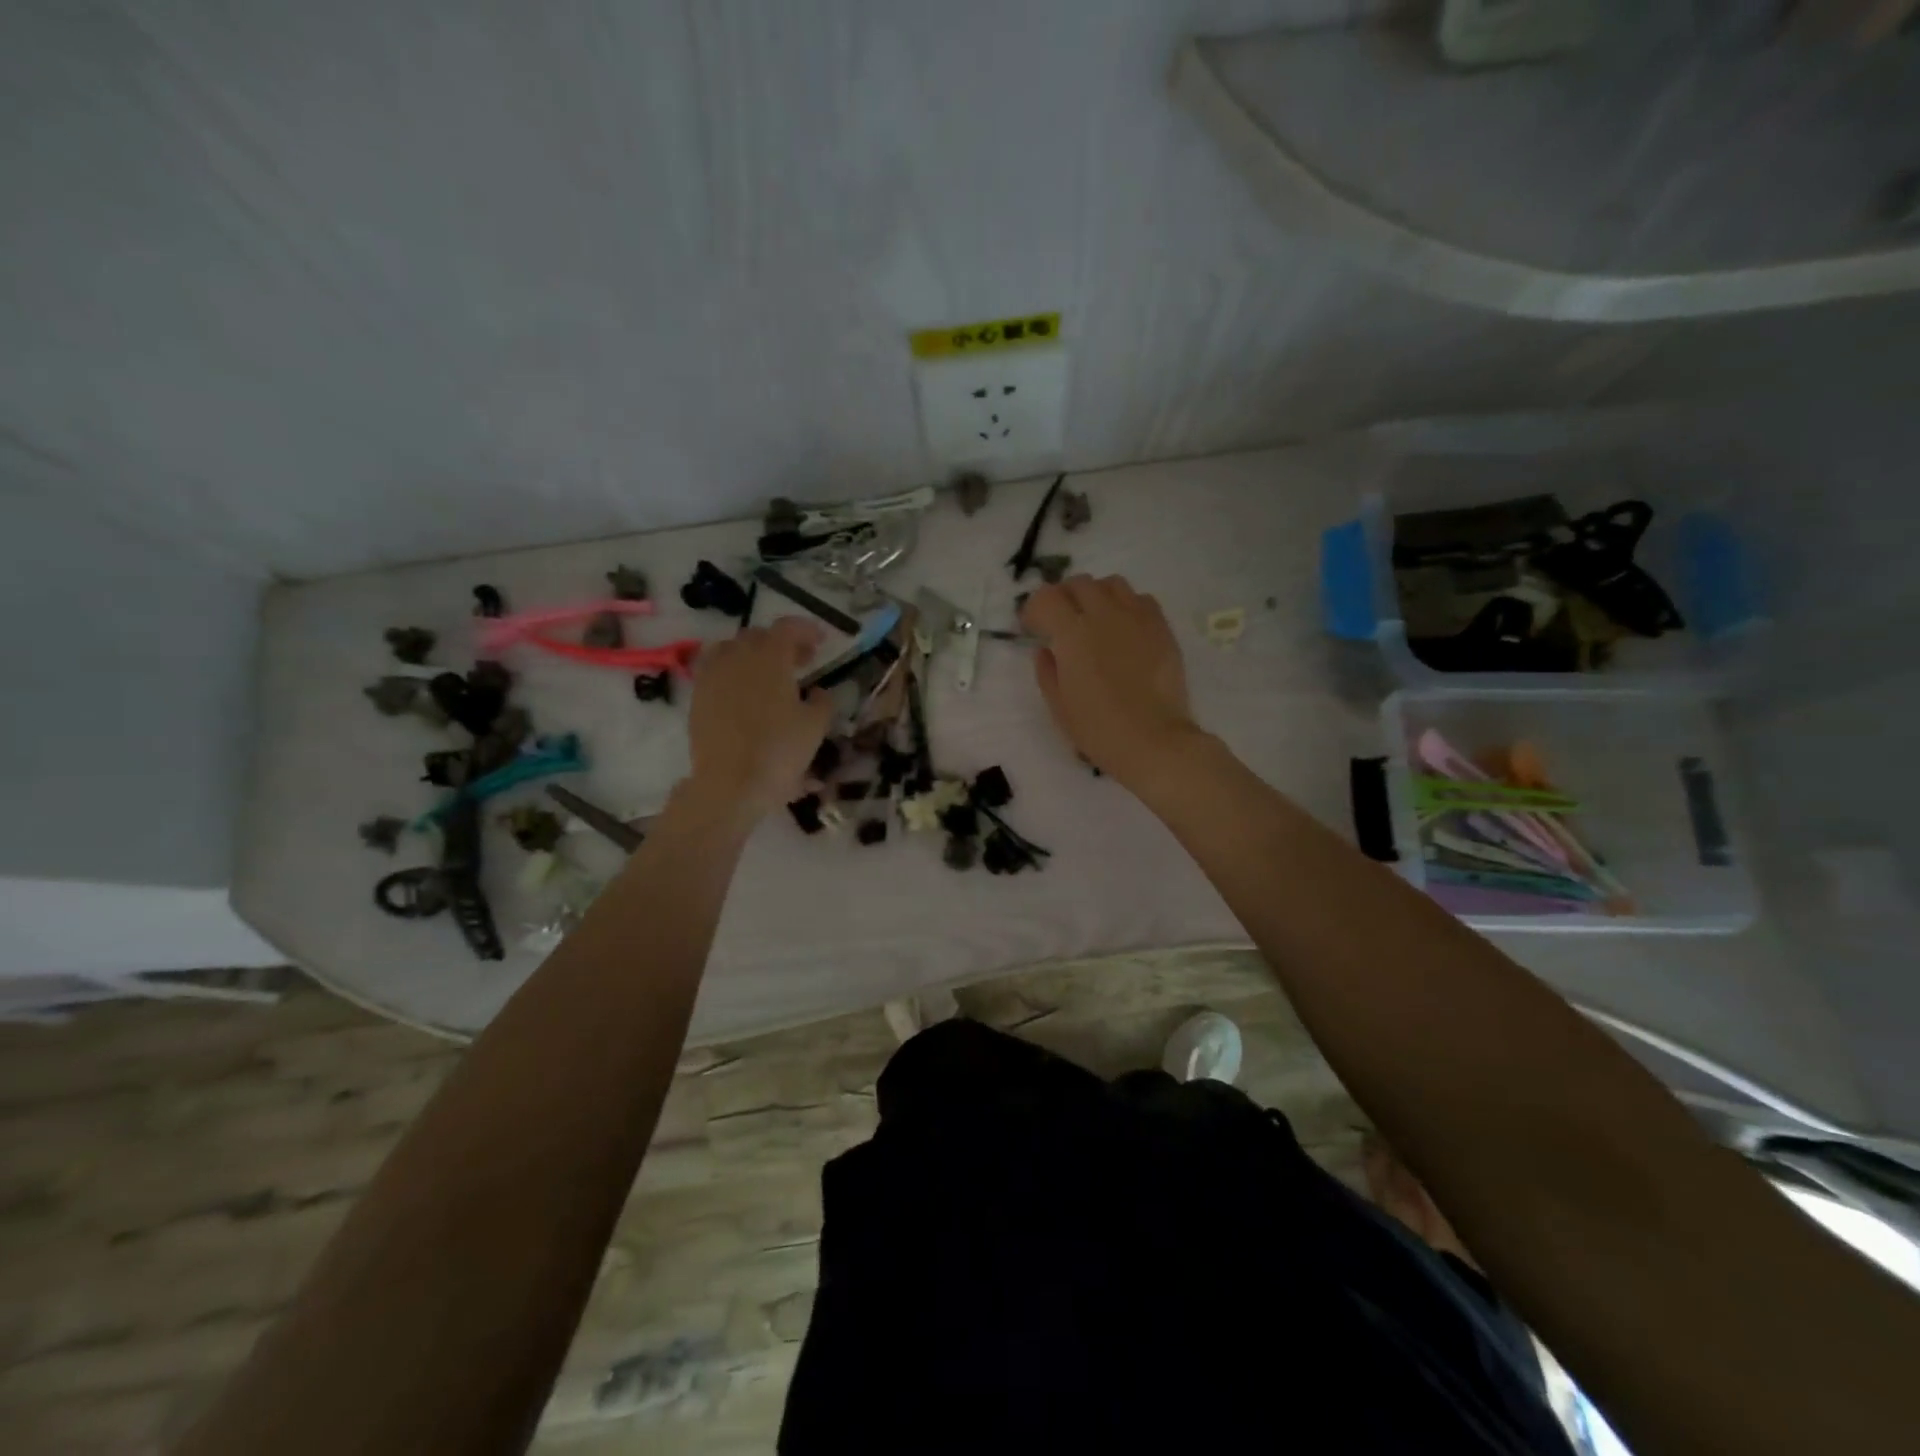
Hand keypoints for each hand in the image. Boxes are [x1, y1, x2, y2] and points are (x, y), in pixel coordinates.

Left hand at [684, 617, 833, 821]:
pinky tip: (744, 692)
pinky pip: (715, 670)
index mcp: (770, 657)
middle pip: (758, 635)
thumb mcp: (815, 726)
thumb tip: (816, 691)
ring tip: (768, 674)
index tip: (821, 641)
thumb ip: (822, 701)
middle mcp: (737, 657)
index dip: (806, 630)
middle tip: (800, 661)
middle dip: (781, 642)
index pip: (788, 628)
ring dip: (753, 654)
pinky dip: (732, 672)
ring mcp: (712, 676)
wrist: (731, 784)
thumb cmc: (780, 751)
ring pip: (732, 650)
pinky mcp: (697, 697)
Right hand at [1021, 574, 1201, 789]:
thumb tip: (1046, 650)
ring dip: (1096, 595)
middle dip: (1063, 597)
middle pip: (1078, 583)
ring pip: (1111, 584)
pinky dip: (1126, 605)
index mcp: (1072, 634)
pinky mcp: (1161, 628)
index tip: (1032, 627)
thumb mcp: (1058, 705)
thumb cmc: (1098, 729)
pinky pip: (1141, 599)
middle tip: (1061, 620)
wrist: (1154, 741)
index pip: (1046, 598)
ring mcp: (1137, 618)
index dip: (1034, 609)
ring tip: (1094, 618)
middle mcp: (1104, 615)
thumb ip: (1047, 670)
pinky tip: (1124, 628)